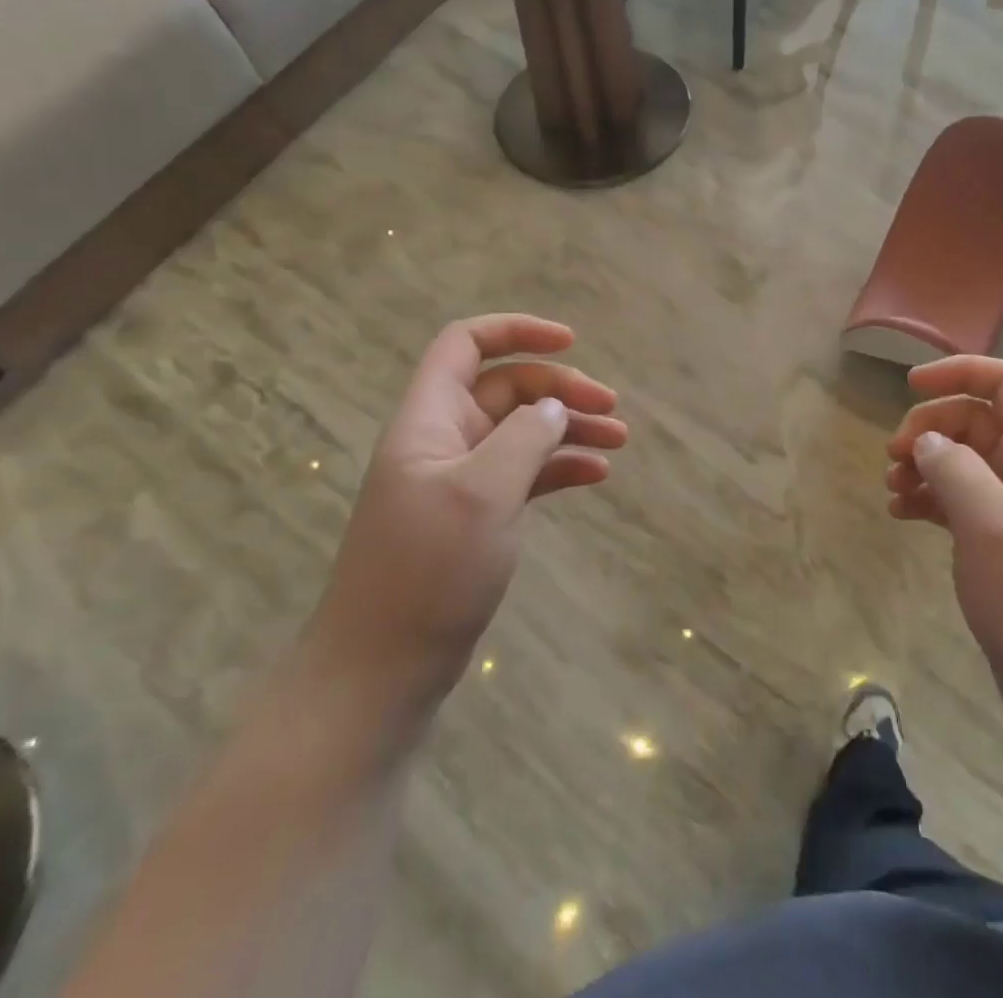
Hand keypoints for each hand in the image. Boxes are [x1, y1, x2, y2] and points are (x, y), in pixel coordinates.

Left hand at [310, 314, 627, 702]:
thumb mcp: (483, 493)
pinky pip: (525, 473)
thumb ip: (525, 438)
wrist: (382, 670)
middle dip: (561, 389)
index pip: (465, 344)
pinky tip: (596, 475)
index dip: (516, 331)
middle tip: (611, 410)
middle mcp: (444, 440)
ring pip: (522, 431)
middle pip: (507, 387)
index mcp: (430, 419)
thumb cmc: (428, 571)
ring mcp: (461, 480)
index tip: (571, 342)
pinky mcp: (476, 516)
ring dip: (569, 428)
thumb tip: (554, 408)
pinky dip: (559, 467)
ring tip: (620, 440)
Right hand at [886, 357, 1002, 736]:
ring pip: (964, 463)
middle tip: (893, 455)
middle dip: (931, 427)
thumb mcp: (991, 523)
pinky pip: (960, 503)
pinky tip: (902, 515)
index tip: (911, 385)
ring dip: (925, 465)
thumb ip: (954, 469)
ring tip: (891, 490)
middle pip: (977, 421)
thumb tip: (926, 441)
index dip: (961, 371)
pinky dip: (930, 500)